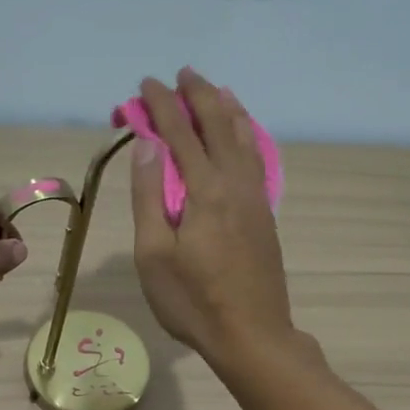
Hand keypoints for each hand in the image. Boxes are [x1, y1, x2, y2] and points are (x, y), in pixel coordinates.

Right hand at [130, 68, 294, 365]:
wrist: (252, 335)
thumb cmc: (193, 301)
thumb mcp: (154, 254)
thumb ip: (150, 196)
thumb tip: (147, 145)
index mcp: (204, 191)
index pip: (179, 134)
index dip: (161, 106)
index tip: (145, 84)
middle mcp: (235, 184)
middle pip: (218, 126)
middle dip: (198, 96)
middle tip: (182, 73)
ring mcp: (255, 198)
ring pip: (244, 139)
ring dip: (227, 110)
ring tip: (217, 89)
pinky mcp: (264, 215)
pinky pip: (256, 159)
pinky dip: (247, 135)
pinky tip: (244, 135)